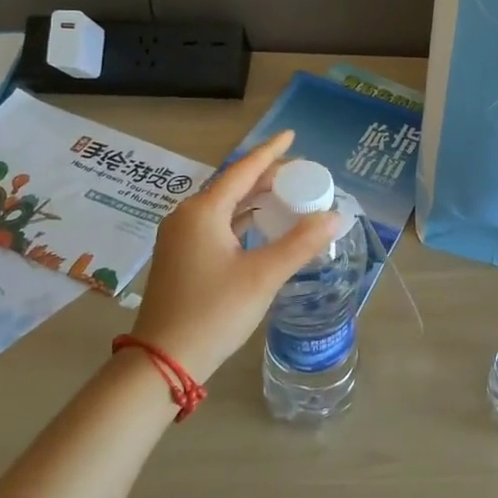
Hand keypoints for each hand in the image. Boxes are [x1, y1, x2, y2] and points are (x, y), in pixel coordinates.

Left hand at [128, 130, 339, 383]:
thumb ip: (300, 243)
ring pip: (224, 206)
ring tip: (286, 194)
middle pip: (233, 185)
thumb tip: (334, 217)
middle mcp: (187, 216)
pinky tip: (260, 225)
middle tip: (301, 173)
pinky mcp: (180, 257)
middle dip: (266, 176)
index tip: (292, 135)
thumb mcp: (263, 276)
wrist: (162, 362)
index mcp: (203, 211)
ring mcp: (179, 238)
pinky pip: (216, 224)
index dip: (270, 152)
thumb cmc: (213, 312)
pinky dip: (241, 219)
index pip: (243, 169)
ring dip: (254, 198)